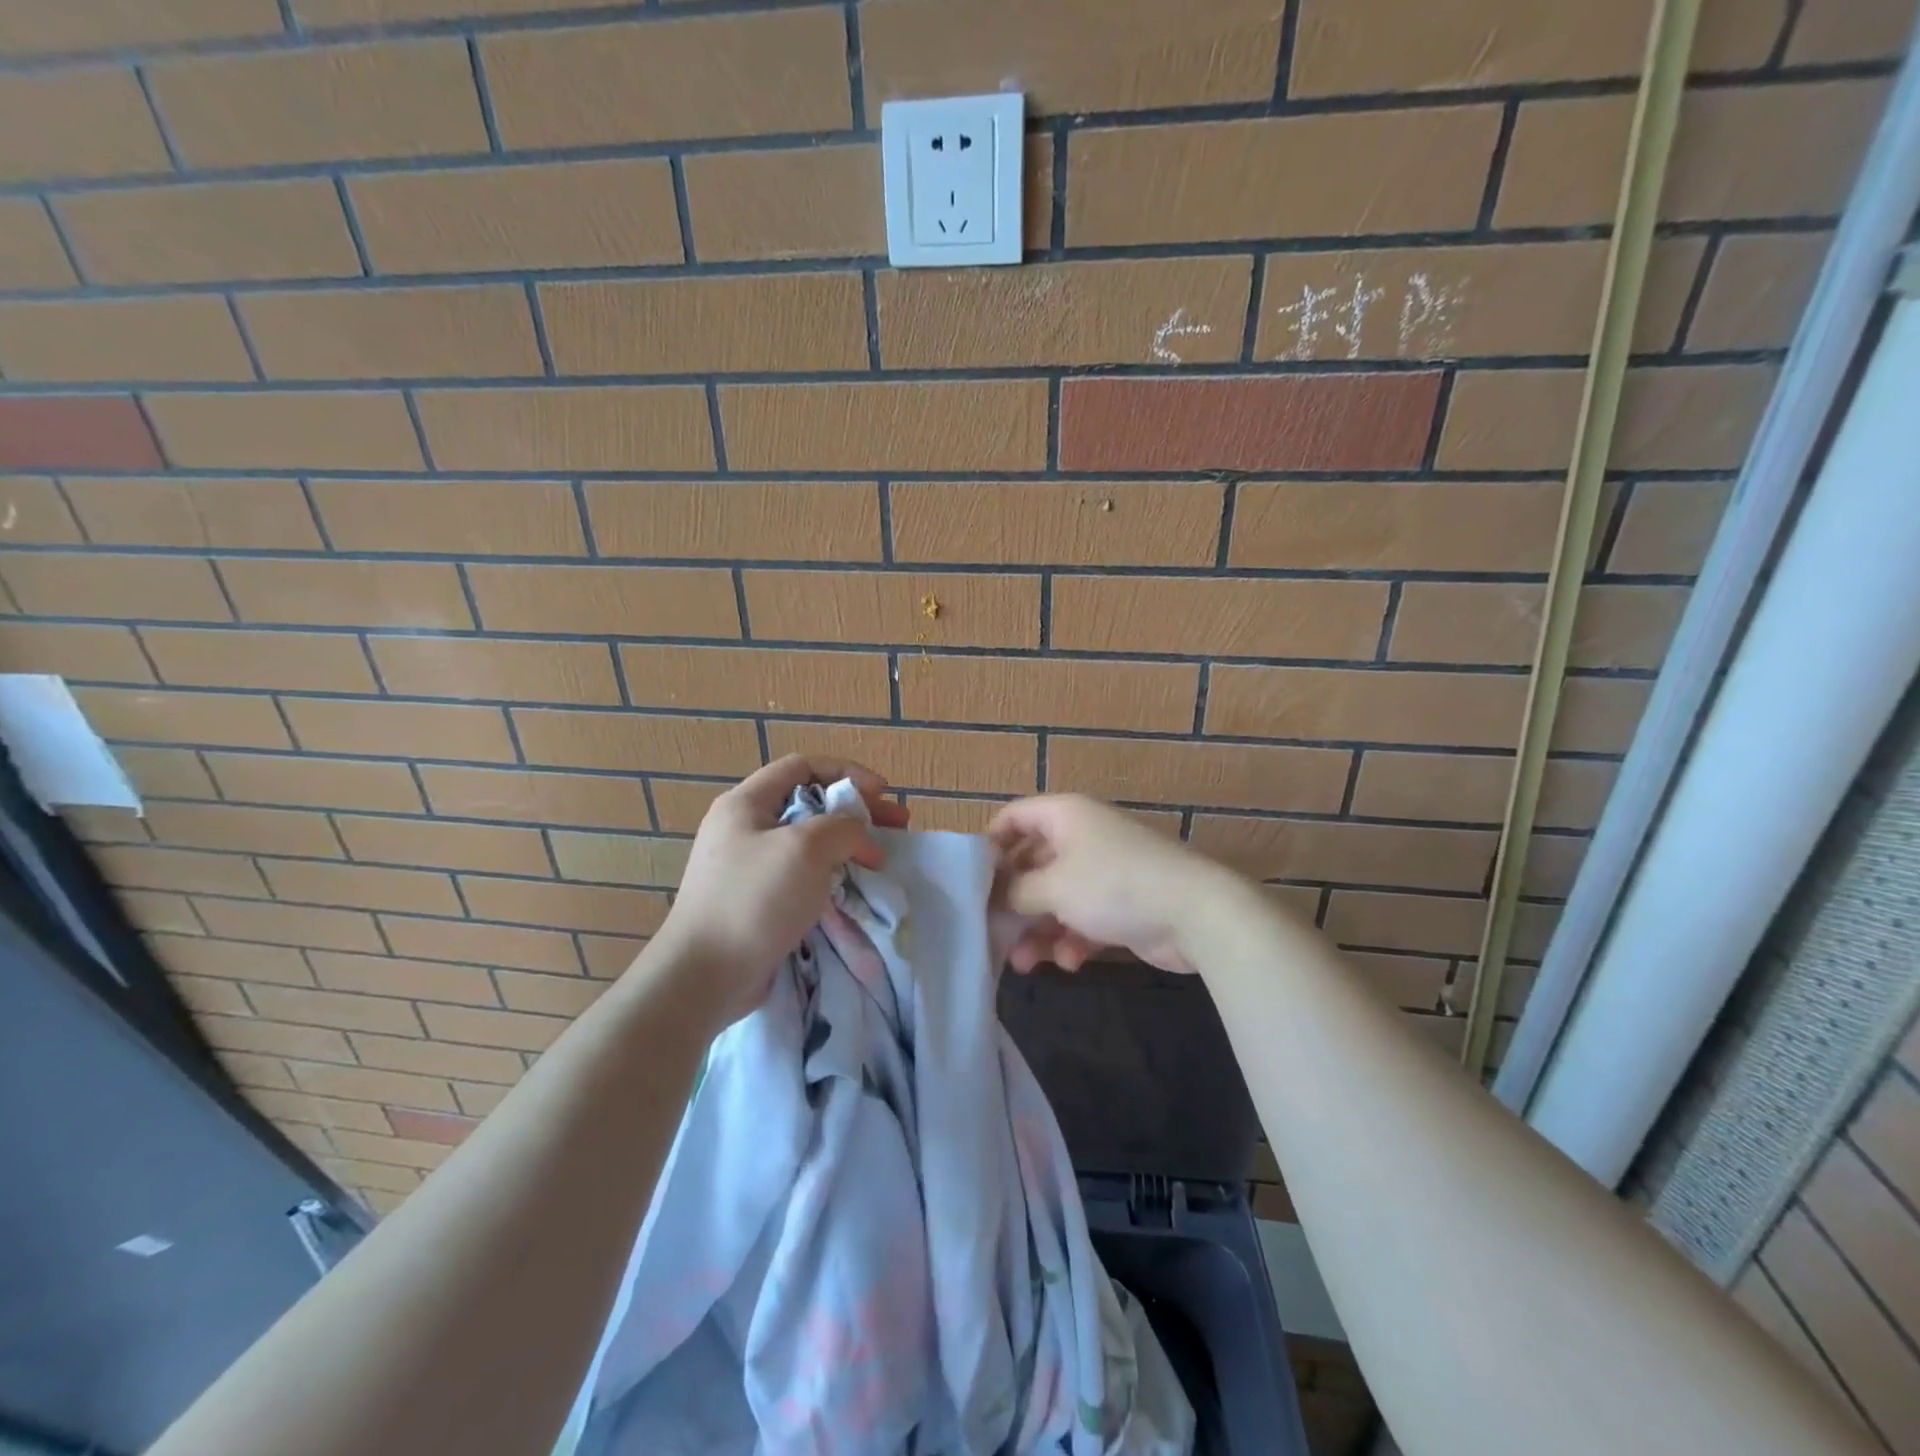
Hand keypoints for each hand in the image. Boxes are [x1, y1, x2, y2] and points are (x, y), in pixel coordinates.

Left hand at [649, 756, 909, 1026]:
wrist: (705, 977)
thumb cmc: (754, 899)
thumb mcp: (805, 848)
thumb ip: (843, 828)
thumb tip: (862, 838)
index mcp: (746, 804)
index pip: (802, 766)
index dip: (846, 772)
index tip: (881, 793)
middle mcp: (745, 829)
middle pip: (810, 805)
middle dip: (857, 812)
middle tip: (897, 826)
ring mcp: (750, 869)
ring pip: (809, 845)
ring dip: (849, 847)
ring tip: (883, 860)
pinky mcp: (758, 903)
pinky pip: (802, 878)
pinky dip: (833, 878)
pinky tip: (857, 890)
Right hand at [988, 795, 1235, 975]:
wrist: (1196, 914)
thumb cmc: (1114, 886)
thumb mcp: (1054, 886)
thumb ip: (1015, 891)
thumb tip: (993, 896)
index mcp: (1064, 816)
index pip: (1014, 817)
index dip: (990, 844)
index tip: (972, 881)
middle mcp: (1081, 837)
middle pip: (1032, 864)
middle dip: (1014, 902)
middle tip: (993, 932)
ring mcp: (1103, 871)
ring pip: (1056, 897)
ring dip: (1039, 930)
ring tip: (1025, 964)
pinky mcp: (1120, 904)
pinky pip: (1082, 918)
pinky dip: (1072, 939)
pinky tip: (1071, 962)